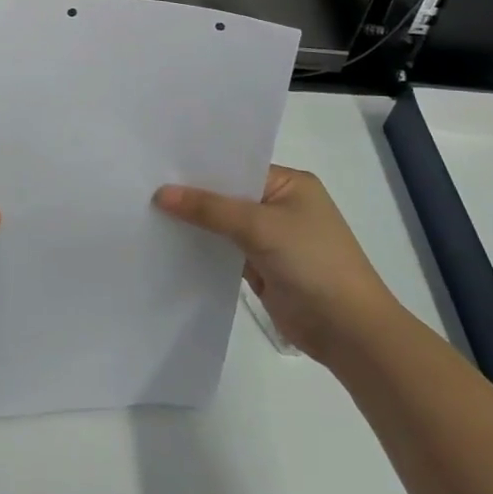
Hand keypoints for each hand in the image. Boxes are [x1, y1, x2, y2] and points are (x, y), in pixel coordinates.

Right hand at [155, 165, 397, 363]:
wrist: (348, 331)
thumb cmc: (313, 263)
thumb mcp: (259, 226)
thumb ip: (210, 208)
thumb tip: (160, 193)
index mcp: (290, 184)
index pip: (236, 166)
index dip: (201, 166)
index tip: (158, 162)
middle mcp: (280, 205)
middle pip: (227, 194)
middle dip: (193, 194)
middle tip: (143, 184)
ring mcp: (270, 238)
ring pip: (223, 224)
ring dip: (194, 223)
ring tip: (146, 210)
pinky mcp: (261, 267)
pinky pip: (224, 250)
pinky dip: (202, 248)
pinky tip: (168, 242)